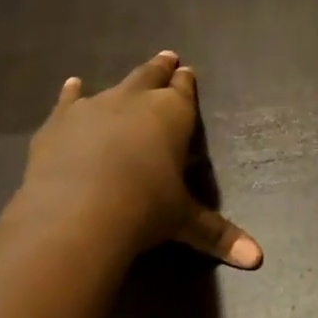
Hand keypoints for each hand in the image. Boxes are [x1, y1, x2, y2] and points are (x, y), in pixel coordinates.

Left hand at [11, 51, 262, 268]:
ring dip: (122, 83)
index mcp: (173, 115)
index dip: (186, 83)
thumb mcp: (185, 221)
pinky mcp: (59, 122)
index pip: (184, 91)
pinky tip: (72, 85)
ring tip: (127, 78)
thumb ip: (218, 234)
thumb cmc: (145, 209)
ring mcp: (94, 107)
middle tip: (168, 57)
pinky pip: (69, 100)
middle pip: (151, 76)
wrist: (78, 212)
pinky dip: (72, 93)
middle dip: (161, 69)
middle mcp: (135, 101)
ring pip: (113, 86)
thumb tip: (258, 259)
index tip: (187, 71)